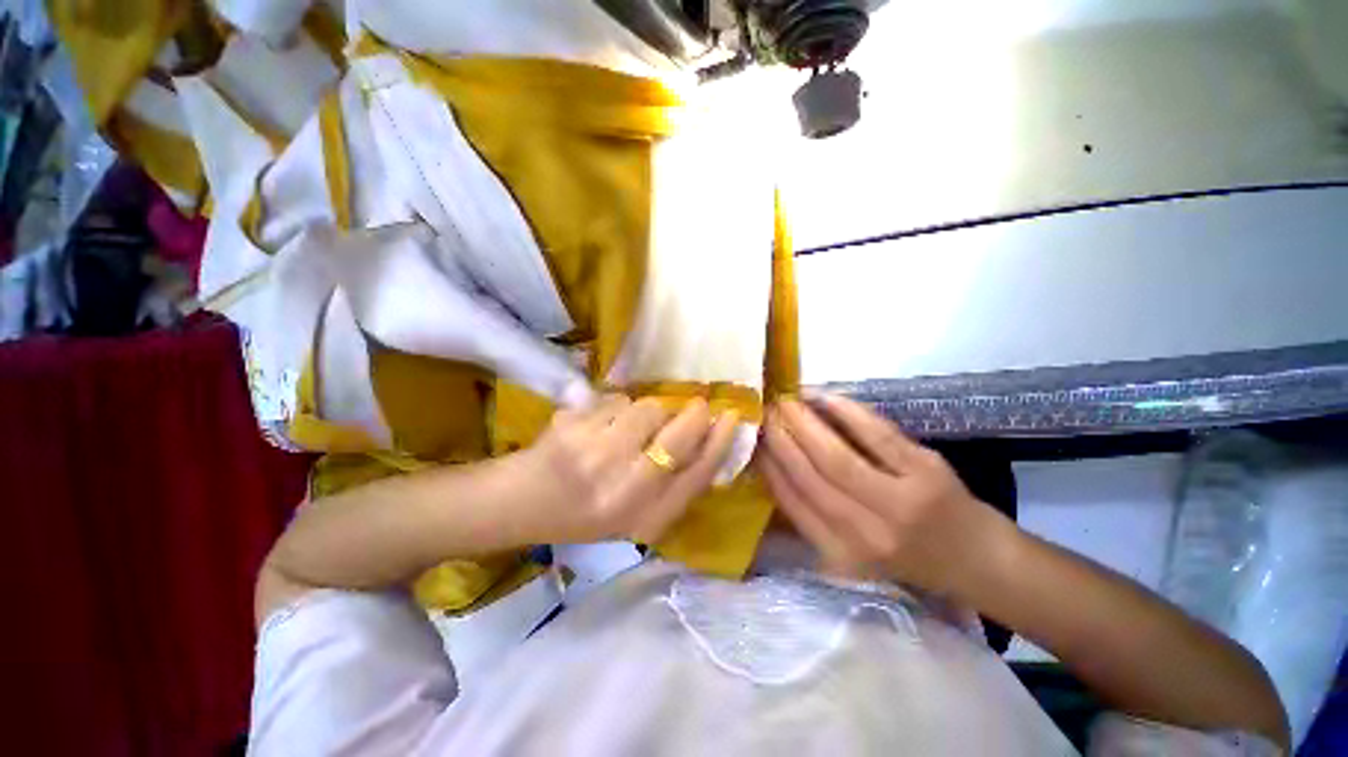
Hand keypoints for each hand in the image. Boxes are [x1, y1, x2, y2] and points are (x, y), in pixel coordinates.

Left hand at [519, 395, 740, 544]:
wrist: (522, 504)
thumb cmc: (585, 513)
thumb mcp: (637, 514)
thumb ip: (674, 483)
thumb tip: (708, 435)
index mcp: (646, 517)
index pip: (699, 473)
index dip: (720, 441)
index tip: (732, 415)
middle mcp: (626, 489)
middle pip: (680, 435)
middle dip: (693, 414)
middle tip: (694, 405)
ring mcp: (597, 456)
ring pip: (647, 408)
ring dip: (646, 410)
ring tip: (626, 427)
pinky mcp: (574, 428)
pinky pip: (614, 401)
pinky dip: (614, 407)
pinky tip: (597, 426)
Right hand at [758, 395, 1013, 596]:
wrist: (976, 559)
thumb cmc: (905, 555)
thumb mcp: (850, 550)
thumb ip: (809, 517)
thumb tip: (770, 470)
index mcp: (841, 553)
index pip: (792, 501)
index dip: (768, 465)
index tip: (754, 439)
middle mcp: (866, 533)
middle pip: (809, 475)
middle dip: (780, 439)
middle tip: (764, 412)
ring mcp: (900, 502)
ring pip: (836, 456)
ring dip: (805, 423)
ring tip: (786, 402)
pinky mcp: (926, 473)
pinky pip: (876, 436)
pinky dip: (847, 412)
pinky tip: (825, 397)